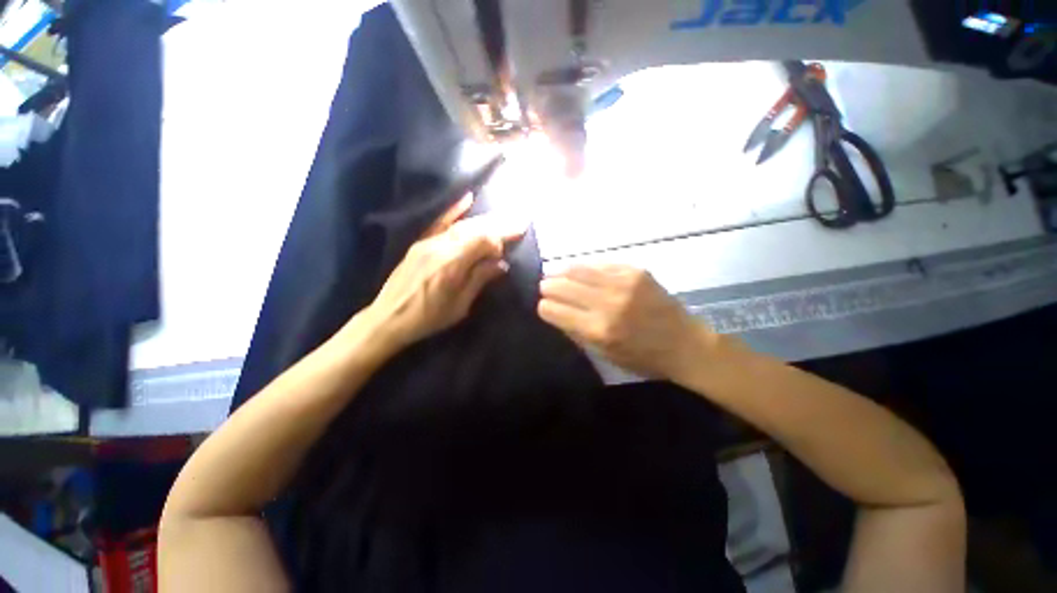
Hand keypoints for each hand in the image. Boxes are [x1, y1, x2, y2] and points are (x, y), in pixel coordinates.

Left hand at [362, 196, 525, 353]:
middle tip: (519, 222)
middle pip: (475, 228)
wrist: (388, 318)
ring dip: (484, 221)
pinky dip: (455, 210)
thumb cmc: (428, 318)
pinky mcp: (420, 243)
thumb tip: (501, 264)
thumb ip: (480, 280)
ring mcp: (428, 242)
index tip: (514, 242)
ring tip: (502, 218)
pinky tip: (468, 198)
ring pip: (462, 225)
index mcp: (452, 264)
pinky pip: (440, 222)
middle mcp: (441, 247)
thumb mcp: (460, 306)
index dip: (501, 240)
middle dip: (498, 225)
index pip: (483, 240)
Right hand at [538, 264, 714, 379]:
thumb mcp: (605, 355)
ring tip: (556, 274)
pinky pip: (600, 263)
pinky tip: (581, 271)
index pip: (555, 310)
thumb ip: (576, 333)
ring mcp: (623, 283)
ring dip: (562, 272)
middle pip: (562, 286)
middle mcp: (607, 303)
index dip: (543, 307)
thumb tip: (554, 312)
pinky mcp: (635, 271)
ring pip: (578, 269)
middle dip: (547, 286)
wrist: (686, 344)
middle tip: (544, 287)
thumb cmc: (643, 358)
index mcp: (598, 329)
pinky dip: (585, 267)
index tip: (542, 306)